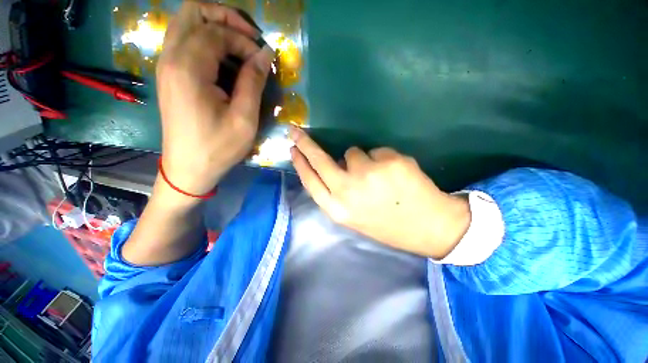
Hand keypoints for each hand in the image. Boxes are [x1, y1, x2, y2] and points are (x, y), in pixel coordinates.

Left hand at [156, 1, 273, 195]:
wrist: (189, 167)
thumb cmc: (219, 147)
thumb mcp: (244, 119)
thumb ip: (253, 82)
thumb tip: (265, 54)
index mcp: (188, 69)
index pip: (217, 32)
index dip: (244, 40)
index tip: (262, 60)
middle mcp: (171, 58)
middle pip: (193, 12)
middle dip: (225, 17)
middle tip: (249, 38)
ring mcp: (166, 65)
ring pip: (186, 23)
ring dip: (215, 27)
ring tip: (240, 48)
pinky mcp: (169, 75)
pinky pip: (184, 41)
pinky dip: (206, 41)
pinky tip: (223, 60)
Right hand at [289, 126, 471, 258]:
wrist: (428, 226)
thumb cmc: (387, 223)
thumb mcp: (354, 216)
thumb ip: (337, 193)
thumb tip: (335, 164)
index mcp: (338, 209)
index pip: (310, 181)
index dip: (300, 163)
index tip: (292, 149)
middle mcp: (347, 191)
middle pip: (320, 160)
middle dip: (305, 143)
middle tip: (296, 131)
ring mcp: (368, 174)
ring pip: (353, 152)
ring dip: (361, 160)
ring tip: (379, 178)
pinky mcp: (388, 161)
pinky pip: (376, 151)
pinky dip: (382, 159)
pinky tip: (395, 175)